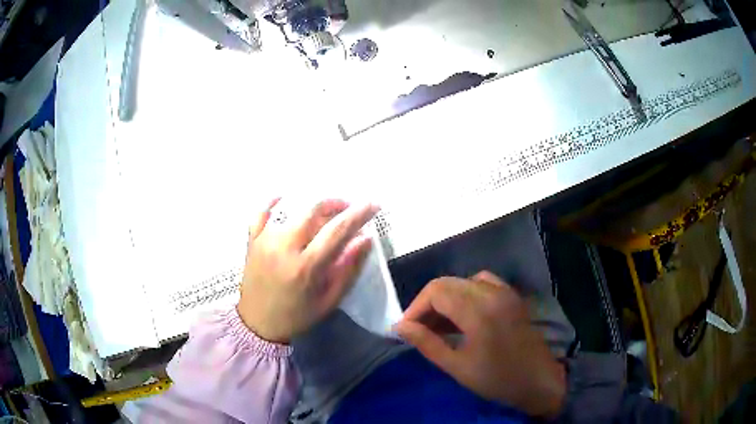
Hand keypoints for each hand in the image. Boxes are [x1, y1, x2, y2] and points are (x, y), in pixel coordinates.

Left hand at [237, 199, 378, 343]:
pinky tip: (286, 200)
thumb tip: (365, 238)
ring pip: (291, 207)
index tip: (373, 204)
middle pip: (312, 209)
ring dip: (311, 205)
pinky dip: (275, 202)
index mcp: (305, 267)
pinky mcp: (252, 240)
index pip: (336, 231)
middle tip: (347, 209)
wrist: (257, 325)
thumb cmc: (297, 316)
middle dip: (335, 203)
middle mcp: (283, 247)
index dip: (358, 214)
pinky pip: (262, 212)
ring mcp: (264, 241)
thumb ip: (348, 269)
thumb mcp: (329, 300)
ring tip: (323, 213)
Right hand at [394, 271, 565, 417]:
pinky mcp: (511, 296)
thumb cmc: (496, 378)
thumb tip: (400, 327)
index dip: (415, 307)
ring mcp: (504, 291)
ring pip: (463, 281)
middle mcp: (492, 292)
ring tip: (437, 324)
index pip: (436, 291)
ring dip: (445, 298)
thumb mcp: (457, 366)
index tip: (406, 328)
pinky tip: (463, 314)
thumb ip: (427, 343)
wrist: (537, 380)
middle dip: (427, 303)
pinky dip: (465, 293)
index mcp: (478, 310)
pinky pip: (482, 283)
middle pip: (447, 283)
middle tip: (418, 328)